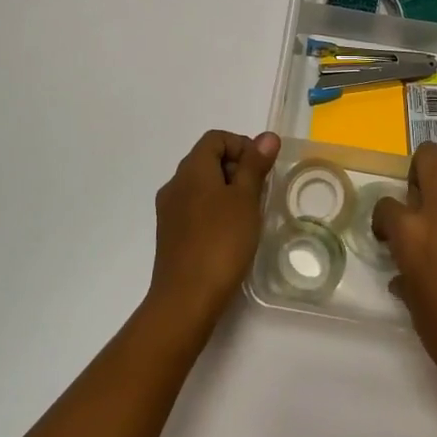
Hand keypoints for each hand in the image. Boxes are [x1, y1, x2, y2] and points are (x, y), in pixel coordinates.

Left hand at [147, 129, 281, 333]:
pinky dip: (215, 211)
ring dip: (227, 192)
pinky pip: (195, 209)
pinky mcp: (170, 234)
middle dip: (237, 169)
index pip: (216, 138)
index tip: (261, 170)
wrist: (186, 299)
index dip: (242, 145)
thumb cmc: (221, 242)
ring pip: (202, 186)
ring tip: (249, 216)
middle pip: (207, 160)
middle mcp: (175, 184)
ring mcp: (169, 211)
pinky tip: (231, 235)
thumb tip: (267, 136)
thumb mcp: (245, 200)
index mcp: (191, 169)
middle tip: (259, 194)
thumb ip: (255, 165)